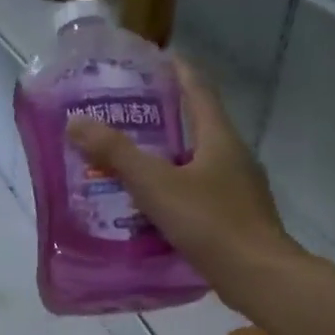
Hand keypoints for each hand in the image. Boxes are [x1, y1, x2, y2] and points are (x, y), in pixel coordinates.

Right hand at [67, 58, 299, 305]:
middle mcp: (234, 156)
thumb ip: (117, 154)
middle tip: (127, 117)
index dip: (179, 71)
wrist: (258, 276)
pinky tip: (154, 207)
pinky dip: (176, 189)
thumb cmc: (210, 223)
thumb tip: (77, 122)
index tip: (157, 58)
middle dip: (165, 118)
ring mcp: (239, 188)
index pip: (199, 91)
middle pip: (198, 126)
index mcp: (220, 138)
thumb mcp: (156, 185)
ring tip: (132, 162)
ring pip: (198, 162)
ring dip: (169, 158)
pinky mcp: (236, 217)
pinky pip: (201, 192)